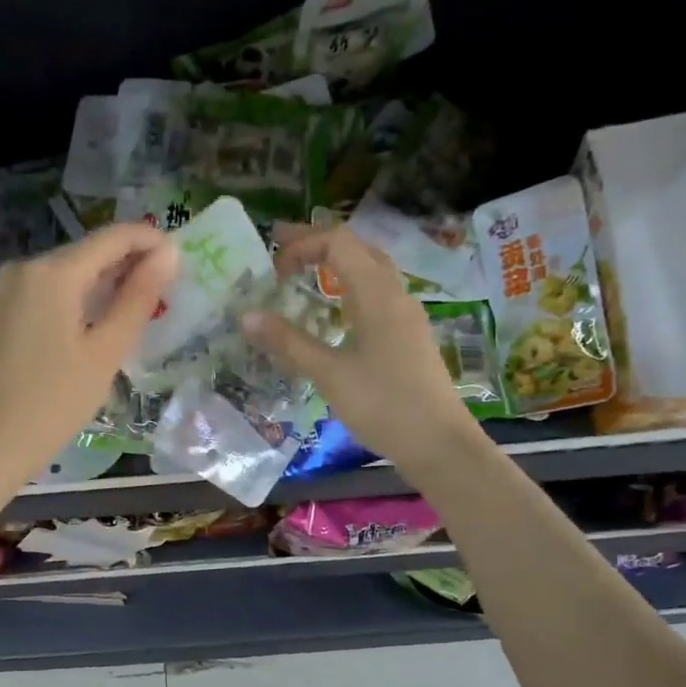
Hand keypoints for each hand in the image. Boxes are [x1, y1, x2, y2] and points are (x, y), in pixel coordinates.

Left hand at [0, 223, 179, 490]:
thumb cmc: (57, 402)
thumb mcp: (106, 351)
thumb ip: (138, 297)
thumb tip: (168, 253)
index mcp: (52, 274)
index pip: (110, 239)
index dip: (147, 240)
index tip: (175, 255)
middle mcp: (20, 268)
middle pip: (82, 254)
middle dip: (120, 265)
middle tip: (156, 289)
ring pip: (58, 274)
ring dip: (92, 283)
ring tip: (123, 308)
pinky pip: (35, 292)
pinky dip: (63, 299)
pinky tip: (79, 324)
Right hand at [242, 224, 480, 473]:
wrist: (439, 444)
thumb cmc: (383, 405)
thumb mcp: (329, 374)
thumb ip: (288, 343)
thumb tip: (246, 317)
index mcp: (377, 294)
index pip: (338, 242)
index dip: (302, 244)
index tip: (273, 271)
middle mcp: (396, 294)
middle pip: (357, 248)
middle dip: (318, 244)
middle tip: (282, 251)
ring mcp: (406, 315)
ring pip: (371, 271)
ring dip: (337, 265)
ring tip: (305, 276)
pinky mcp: (409, 336)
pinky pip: (378, 295)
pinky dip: (350, 288)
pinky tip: (335, 313)